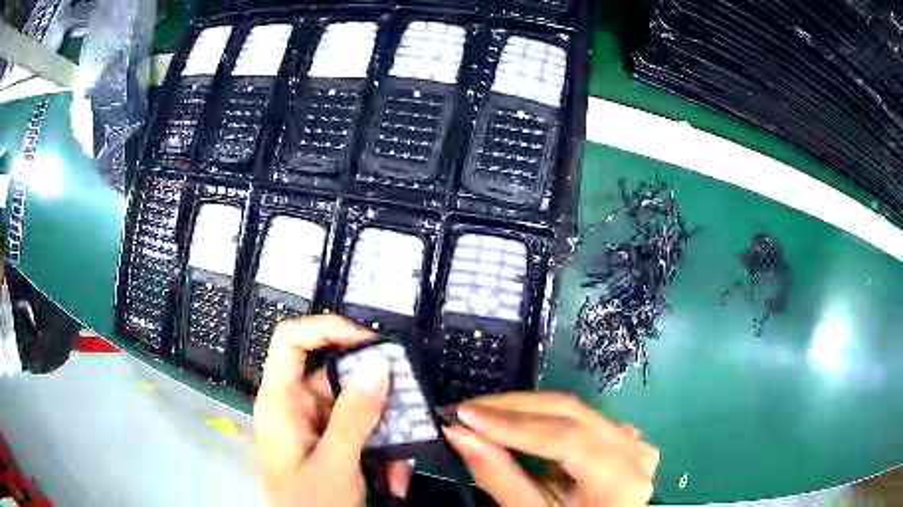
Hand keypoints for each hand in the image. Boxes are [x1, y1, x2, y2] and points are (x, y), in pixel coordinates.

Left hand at [253, 316, 413, 505]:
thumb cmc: (309, 503)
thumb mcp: (335, 463)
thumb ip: (355, 415)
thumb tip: (379, 365)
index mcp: (280, 400)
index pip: (292, 340)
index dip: (326, 329)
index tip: (370, 342)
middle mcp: (297, 407)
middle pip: (337, 377)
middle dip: (376, 397)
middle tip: (409, 408)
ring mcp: (317, 428)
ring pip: (359, 410)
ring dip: (386, 435)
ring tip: (402, 466)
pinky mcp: (333, 445)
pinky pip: (364, 435)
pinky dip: (384, 454)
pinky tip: (394, 480)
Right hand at [444, 393, 658, 506]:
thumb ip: (499, 477)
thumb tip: (460, 435)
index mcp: (622, 478)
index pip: (565, 438)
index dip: (511, 424)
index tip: (463, 415)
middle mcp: (634, 450)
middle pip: (570, 414)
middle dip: (512, 409)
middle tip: (465, 410)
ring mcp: (631, 440)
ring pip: (572, 411)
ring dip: (523, 411)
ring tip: (481, 415)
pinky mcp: (619, 437)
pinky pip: (576, 420)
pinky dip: (540, 419)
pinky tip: (512, 423)